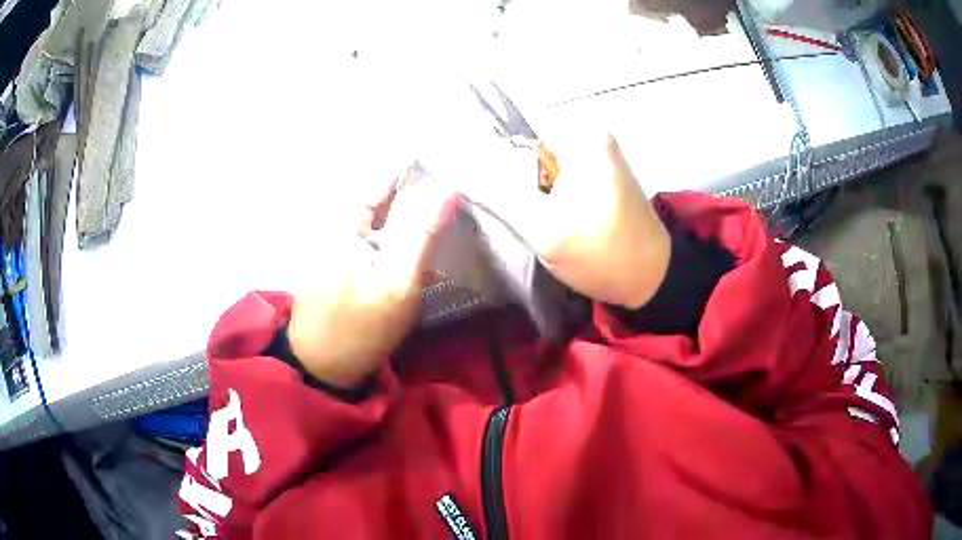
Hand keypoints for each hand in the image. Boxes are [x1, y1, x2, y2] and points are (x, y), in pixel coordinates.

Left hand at [286, 179, 456, 387]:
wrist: (325, 368)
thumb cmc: (359, 329)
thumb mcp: (396, 284)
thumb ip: (422, 236)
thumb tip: (449, 192)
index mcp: (343, 224)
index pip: (381, 180)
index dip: (413, 168)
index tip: (448, 159)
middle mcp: (338, 226)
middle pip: (383, 195)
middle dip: (416, 187)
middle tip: (455, 181)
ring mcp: (341, 245)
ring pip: (382, 215)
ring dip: (410, 209)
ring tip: (447, 200)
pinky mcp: (347, 263)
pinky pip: (378, 235)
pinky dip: (400, 230)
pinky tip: (423, 232)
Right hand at [456, 134, 670, 308]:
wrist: (653, 280)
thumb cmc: (602, 253)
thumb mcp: (544, 228)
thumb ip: (498, 195)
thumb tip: (457, 172)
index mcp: (580, 137)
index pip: (514, 141)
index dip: (490, 168)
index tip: (485, 200)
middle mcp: (591, 137)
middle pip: (529, 156)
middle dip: (515, 185)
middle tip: (516, 219)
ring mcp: (599, 157)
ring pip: (544, 172)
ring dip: (532, 195)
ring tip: (532, 223)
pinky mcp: (602, 177)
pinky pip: (561, 181)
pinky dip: (550, 200)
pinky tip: (549, 222)